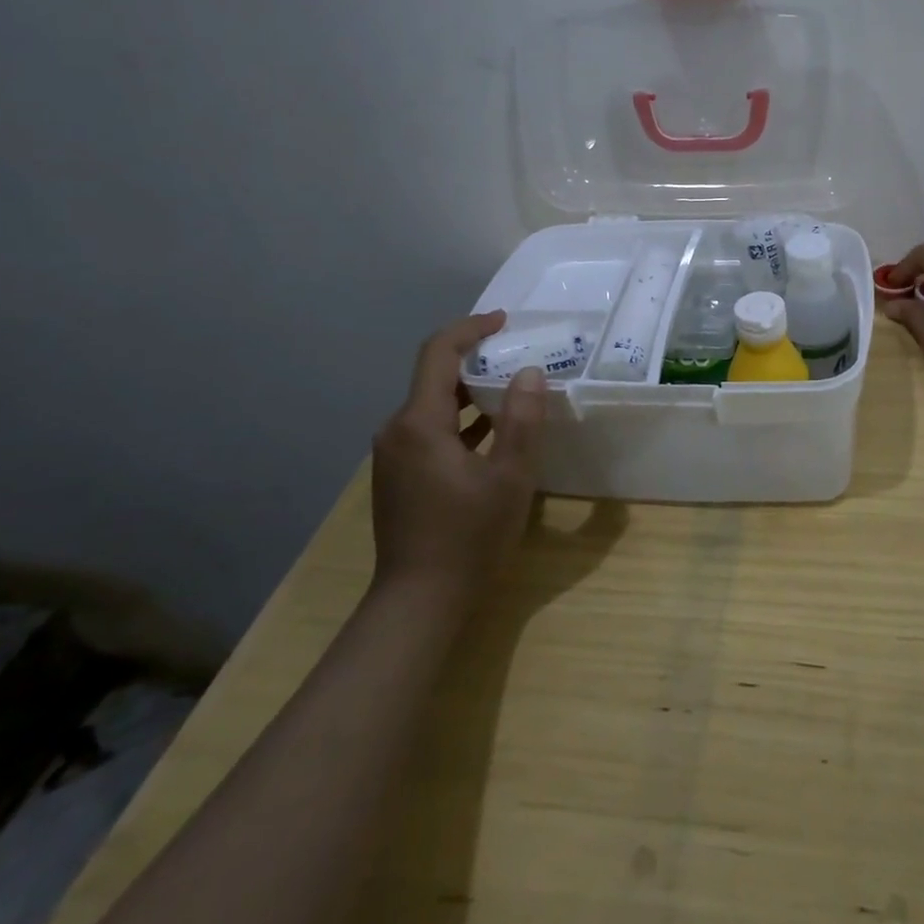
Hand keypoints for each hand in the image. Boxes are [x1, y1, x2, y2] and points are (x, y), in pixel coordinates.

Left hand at [370, 312, 545, 603]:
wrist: (418, 603)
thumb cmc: (468, 537)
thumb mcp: (509, 477)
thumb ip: (522, 419)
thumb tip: (529, 371)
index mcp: (419, 423)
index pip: (438, 352)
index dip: (471, 328)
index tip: (504, 320)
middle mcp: (397, 431)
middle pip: (434, 375)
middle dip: (475, 357)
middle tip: (518, 352)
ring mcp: (394, 455)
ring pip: (432, 403)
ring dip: (470, 389)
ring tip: (512, 385)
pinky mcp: (400, 475)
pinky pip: (430, 428)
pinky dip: (460, 417)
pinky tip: (493, 428)